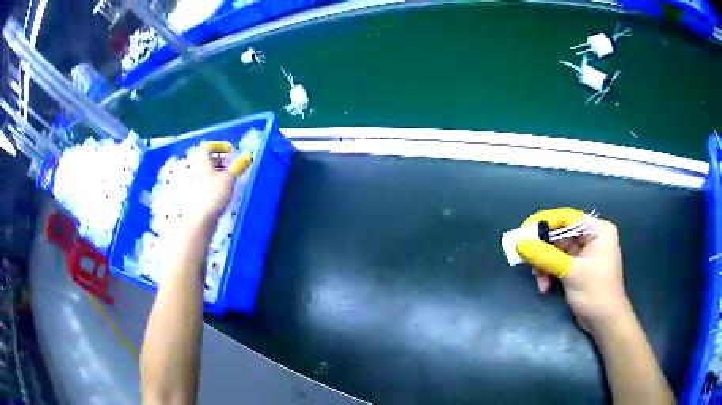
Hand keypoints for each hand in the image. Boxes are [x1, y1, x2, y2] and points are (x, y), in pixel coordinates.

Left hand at [187, 141, 251, 219]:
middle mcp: (198, 171)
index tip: (231, 151)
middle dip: (222, 160)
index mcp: (203, 162)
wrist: (199, 220)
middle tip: (234, 164)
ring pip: (210, 172)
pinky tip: (227, 191)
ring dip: (221, 172)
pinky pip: (209, 183)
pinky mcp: (200, 196)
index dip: (220, 146)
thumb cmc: (213, 195)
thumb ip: (238, 166)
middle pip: (209, 160)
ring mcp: (198, 184)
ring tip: (233, 178)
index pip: (208, 147)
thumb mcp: (229, 179)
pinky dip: (218, 183)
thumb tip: (247, 156)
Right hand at [516, 208, 630, 332]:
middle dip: (543, 251)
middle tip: (529, 263)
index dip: (544, 222)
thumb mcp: (571, 273)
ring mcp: (584, 253)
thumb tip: (519, 244)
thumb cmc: (596, 293)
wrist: (605, 323)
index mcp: (597, 230)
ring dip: (544, 265)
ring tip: (540, 282)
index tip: (523, 232)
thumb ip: (546, 257)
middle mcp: (591, 237)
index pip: (567, 218)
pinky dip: (549, 273)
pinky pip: (558, 262)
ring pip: (556, 250)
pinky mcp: (578, 267)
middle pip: (559, 234)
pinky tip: (546, 286)